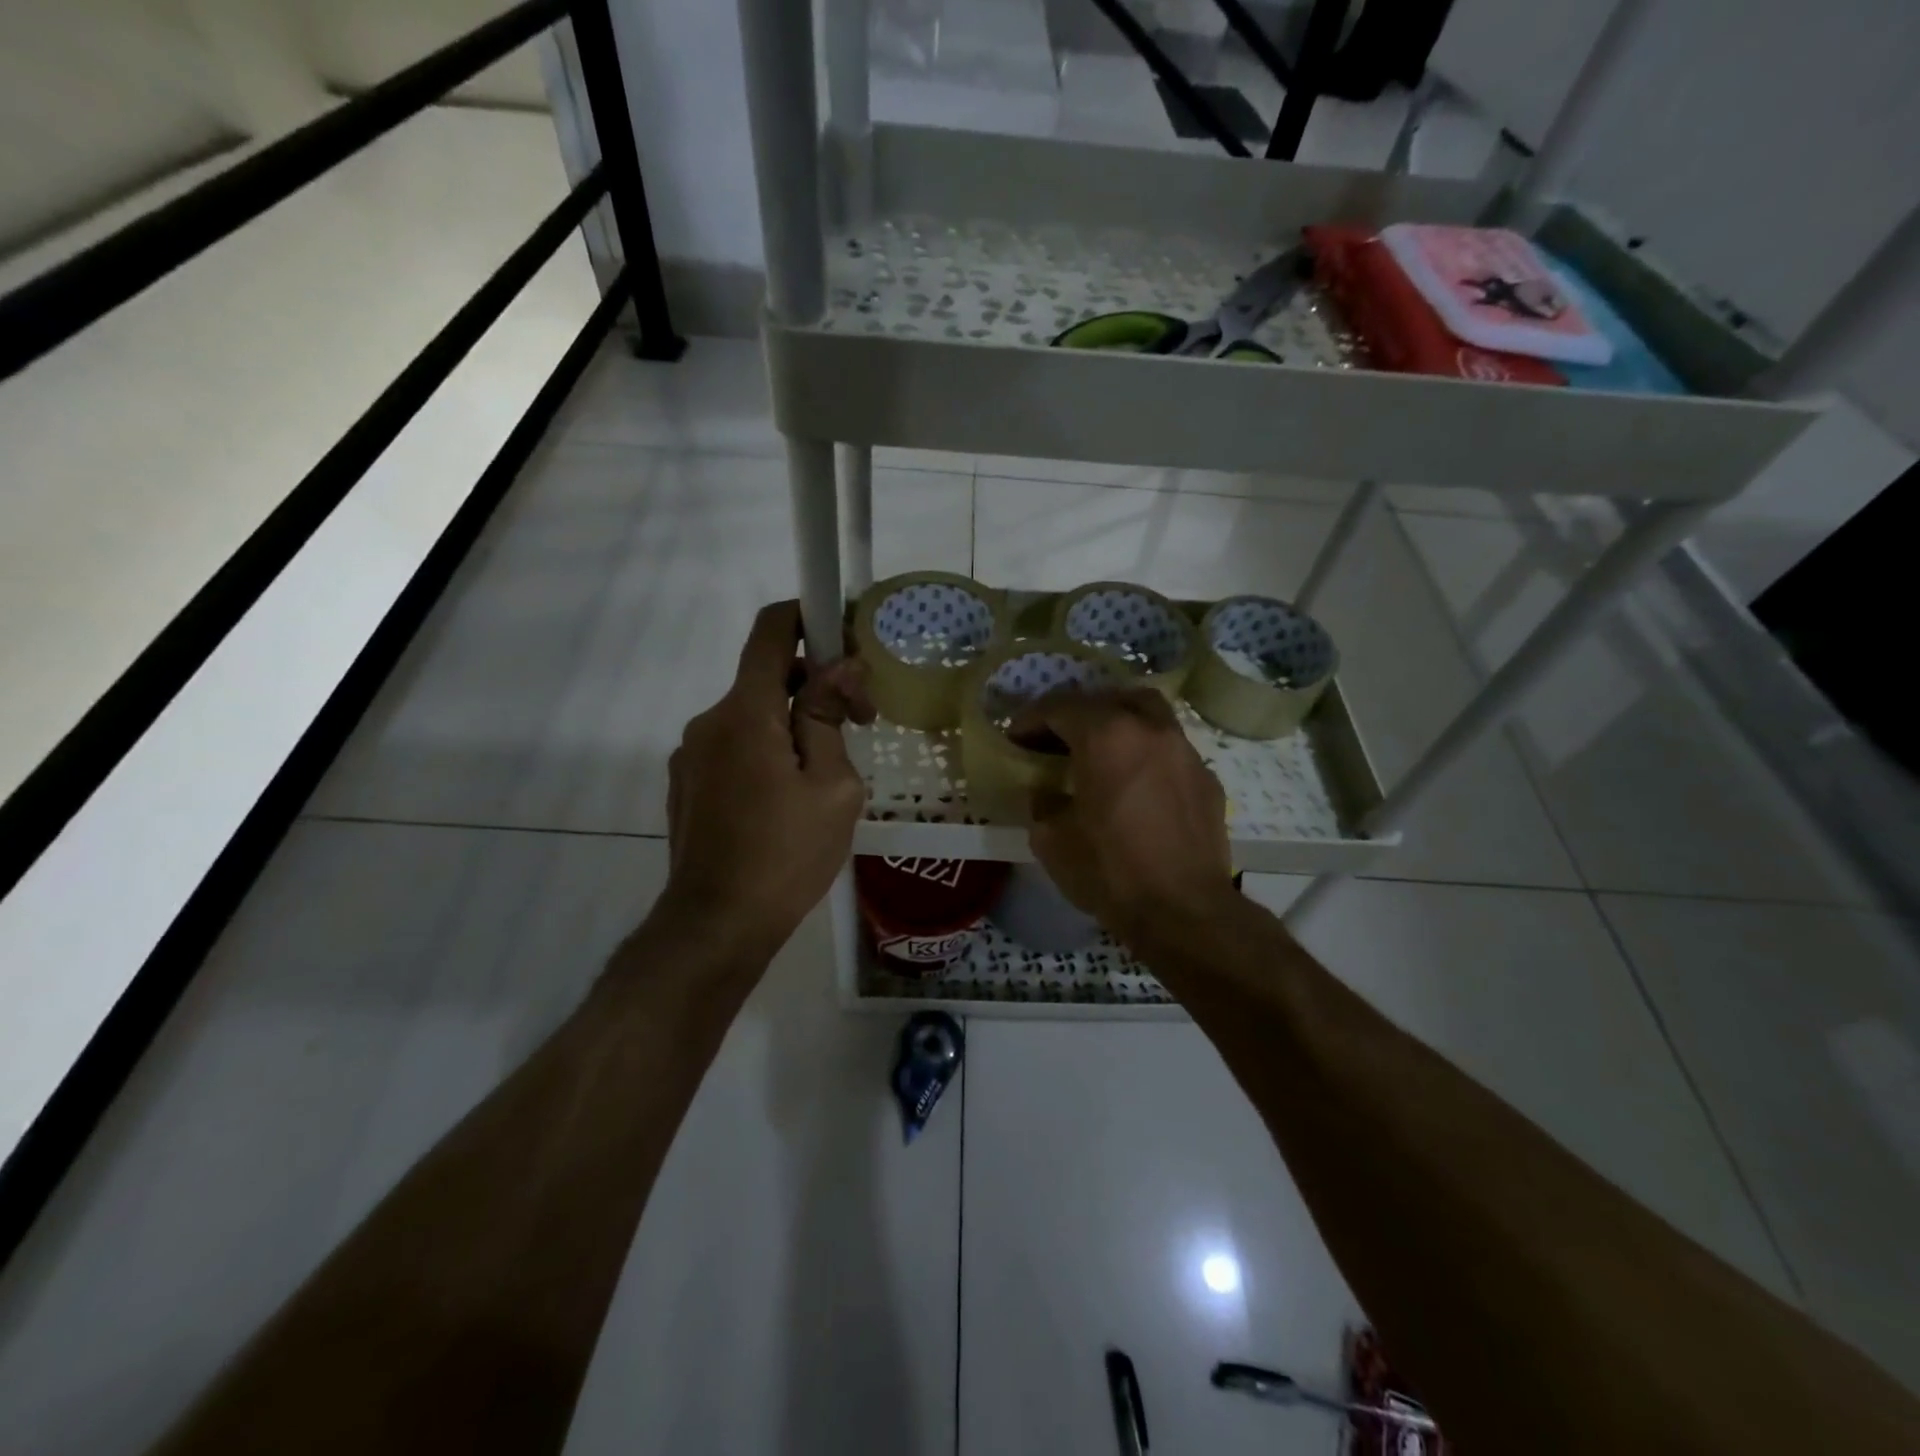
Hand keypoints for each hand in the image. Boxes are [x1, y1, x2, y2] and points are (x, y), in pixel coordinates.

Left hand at [661, 602, 874, 955]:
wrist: (716, 924)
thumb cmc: (786, 854)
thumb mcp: (832, 787)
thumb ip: (829, 718)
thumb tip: (840, 667)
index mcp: (747, 712)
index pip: (772, 631)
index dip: (809, 617)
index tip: (846, 639)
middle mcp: (710, 720)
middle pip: (767, 676)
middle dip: (816, 686)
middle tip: (860, 725)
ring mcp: (692, 753)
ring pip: (753, 715)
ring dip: (793, 725)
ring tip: (825, 775)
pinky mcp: (686, 783)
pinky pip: (734, 746)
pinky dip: (766, 751)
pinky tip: (787, 800)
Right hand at [1009, 686, 1236, 950]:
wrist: (1184, 911)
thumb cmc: (1110, 871)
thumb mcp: (1051, 840)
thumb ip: (1043, 802)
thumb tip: (1048, 792)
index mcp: (1107, 736)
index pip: (1060, 708)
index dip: (1031, 719)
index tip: (1015, 738)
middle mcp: (1150, 729)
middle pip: (1110, 698)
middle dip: (1079, 712)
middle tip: (1059, 737)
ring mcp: (1185, 751)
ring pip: (1149, 714)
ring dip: (1119, 724)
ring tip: (1101, 752)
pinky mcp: (1207, 778)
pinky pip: (1170, 750)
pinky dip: (1146, 753)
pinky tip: (1136, 784)